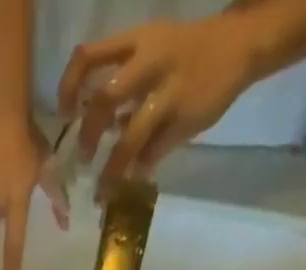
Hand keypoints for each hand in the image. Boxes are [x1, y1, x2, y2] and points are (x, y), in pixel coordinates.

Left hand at [58, 17, 254, 198]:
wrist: (240, 45)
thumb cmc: (184, 52)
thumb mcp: (151, 49)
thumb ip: (121, 82)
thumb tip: (91, 124)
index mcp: (138, 41)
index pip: (90, 55)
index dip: (69, 86)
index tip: (65, 114)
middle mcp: (151, 62)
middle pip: (105, 98)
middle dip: (88, 133)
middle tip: (84, 157)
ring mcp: (170, 91)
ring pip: (130, 136)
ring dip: (112, 169)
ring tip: (102, 191)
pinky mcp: (186, 119)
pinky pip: (154, 153)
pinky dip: (140, 170)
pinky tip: (134, 179)